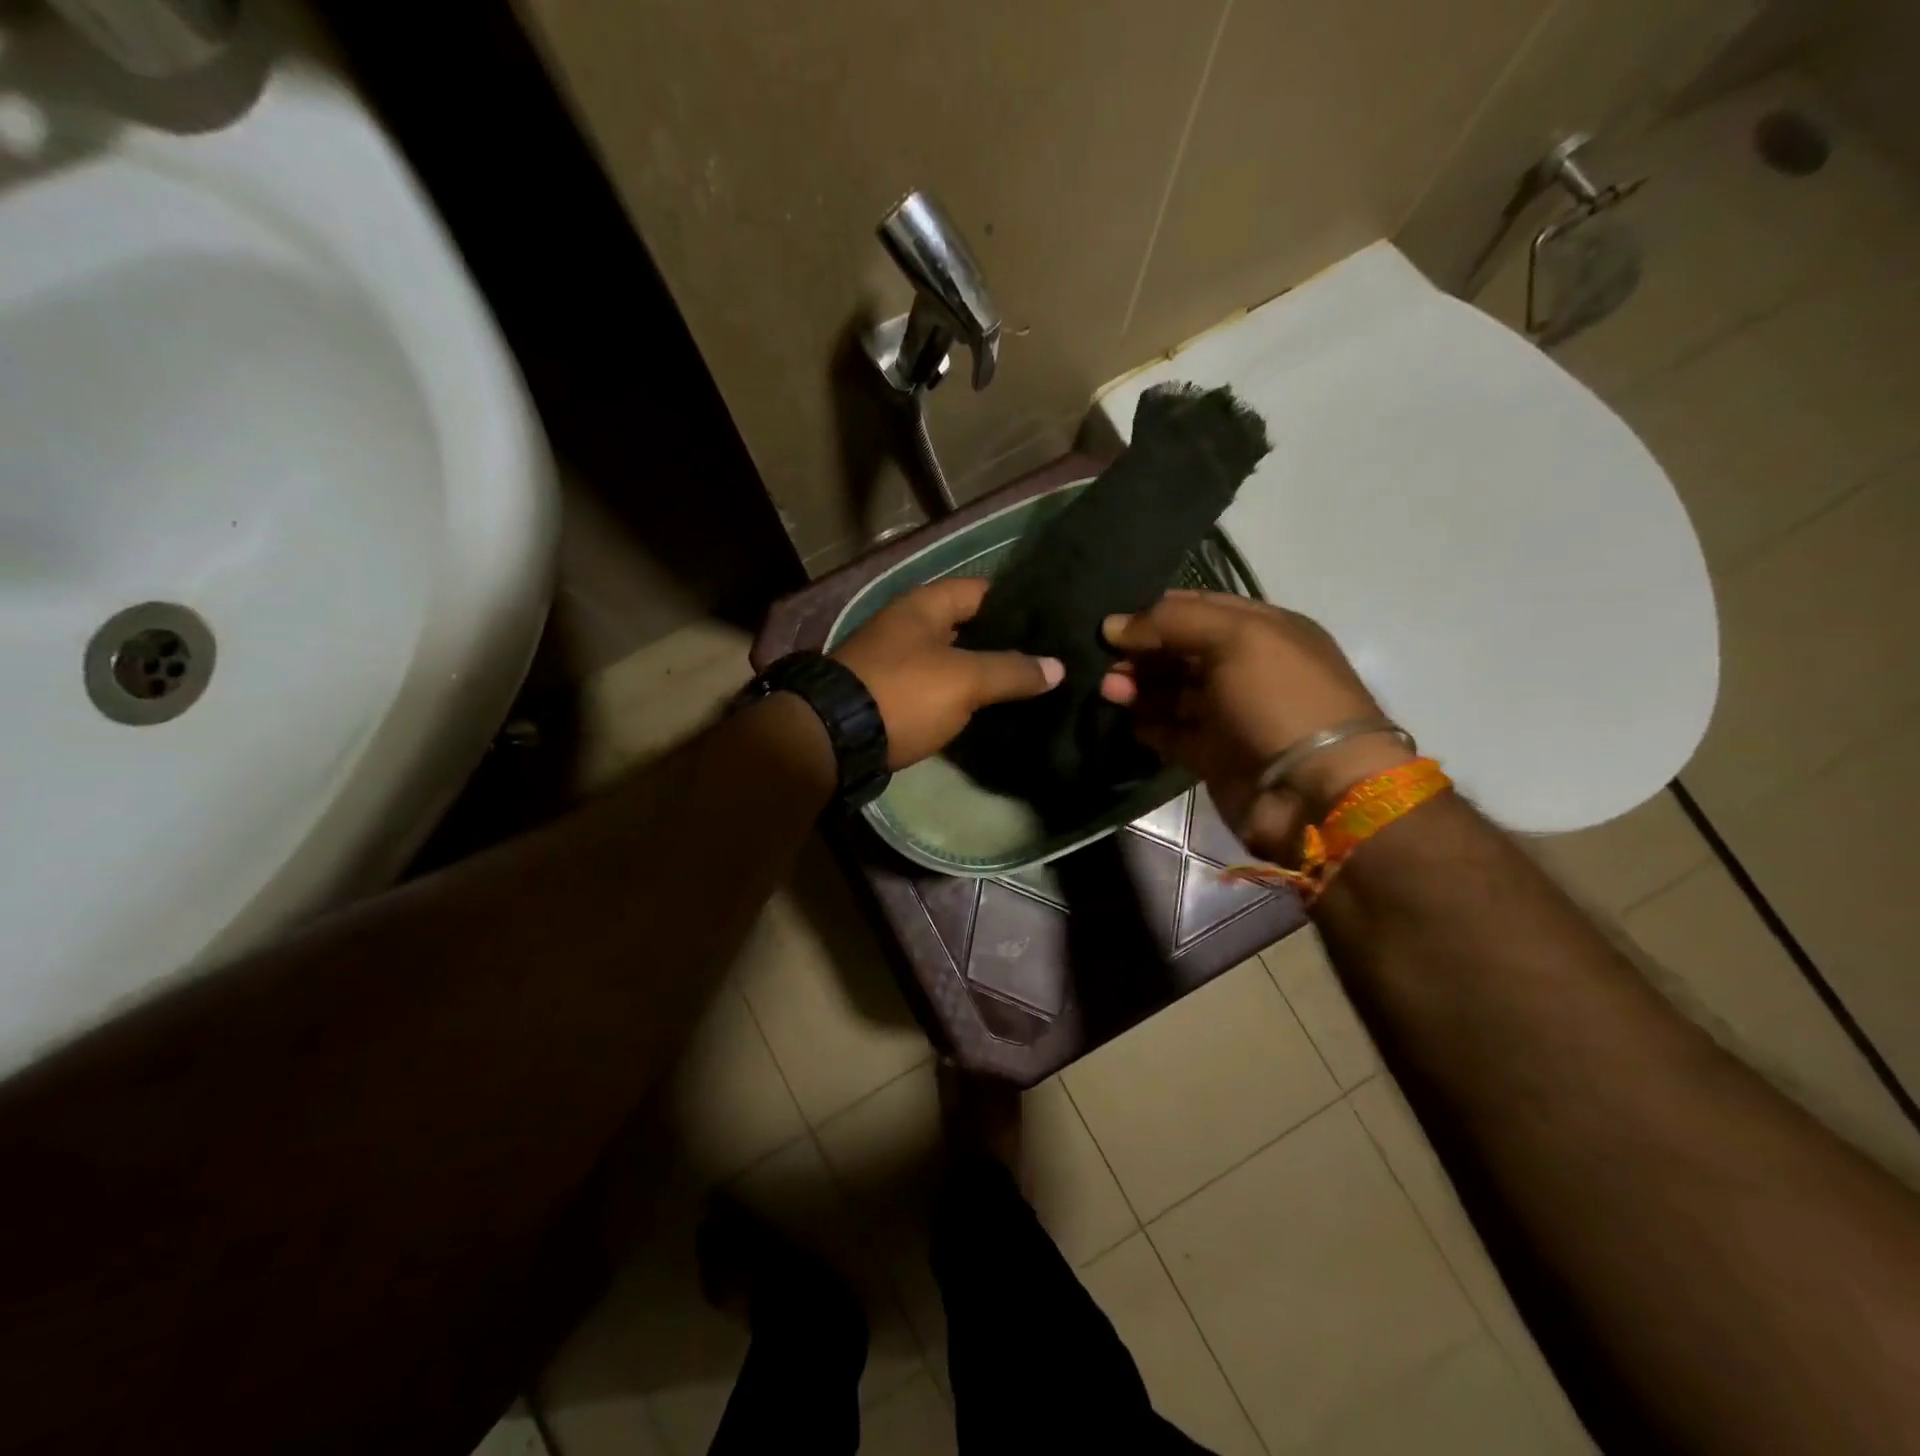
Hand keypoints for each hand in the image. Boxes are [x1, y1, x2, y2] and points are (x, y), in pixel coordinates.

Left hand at [833, 578, 1063, 769]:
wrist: (834, 738)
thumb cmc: (903, 692)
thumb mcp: (964, 679)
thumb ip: (1011, 671)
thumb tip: (1058, 667)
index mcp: (923, 606)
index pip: (980, 590)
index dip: (1016, 602)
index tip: (1050, 621)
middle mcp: (907, 627)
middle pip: (966, 628)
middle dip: (1002, 642)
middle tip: (1047, 658)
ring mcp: (895, 663)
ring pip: (951, 661)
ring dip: (981, 673)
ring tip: (1028, 685)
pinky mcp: (890, 697)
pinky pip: (935, 690)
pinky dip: (959, 698)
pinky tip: (989, 711)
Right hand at [1099, 591, 1410, 855]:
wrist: (1314, 791)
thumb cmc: (1281, 700)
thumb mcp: (1236, 638)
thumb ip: (1173, 622)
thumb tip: (1113, 626)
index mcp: (1264, 630)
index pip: (1199, 608)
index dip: (1156, 612)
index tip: (1113, 624)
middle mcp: (1247, 669)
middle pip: (1181, 651)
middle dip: (1142, 652)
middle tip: (1105, 662)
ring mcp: (1230, 715)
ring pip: (1171, 692)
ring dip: (1138, 687)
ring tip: (1108, 689)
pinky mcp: (1213, 755)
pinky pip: (1170, 733)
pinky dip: (1146, 724)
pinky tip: (1122, 718)